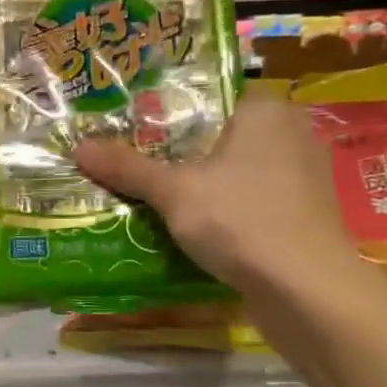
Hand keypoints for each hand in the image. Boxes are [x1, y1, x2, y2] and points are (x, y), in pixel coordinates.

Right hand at [73, 91, 359, 293]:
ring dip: (202, 182)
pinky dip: (224, 208)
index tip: (135, 122)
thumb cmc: (241, 220)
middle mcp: (292, 135)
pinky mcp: (304, 217)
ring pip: (237, 170)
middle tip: (135, 155)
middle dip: (182, 148)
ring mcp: (303, 179)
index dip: (173, 107)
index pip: (214, 94)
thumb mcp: (172, 191)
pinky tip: (191, 224)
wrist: (308, 292)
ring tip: (154, 190)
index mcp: (266, 112)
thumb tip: (78, 147)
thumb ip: (127, 167)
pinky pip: (252, 200)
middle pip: (222, 133)